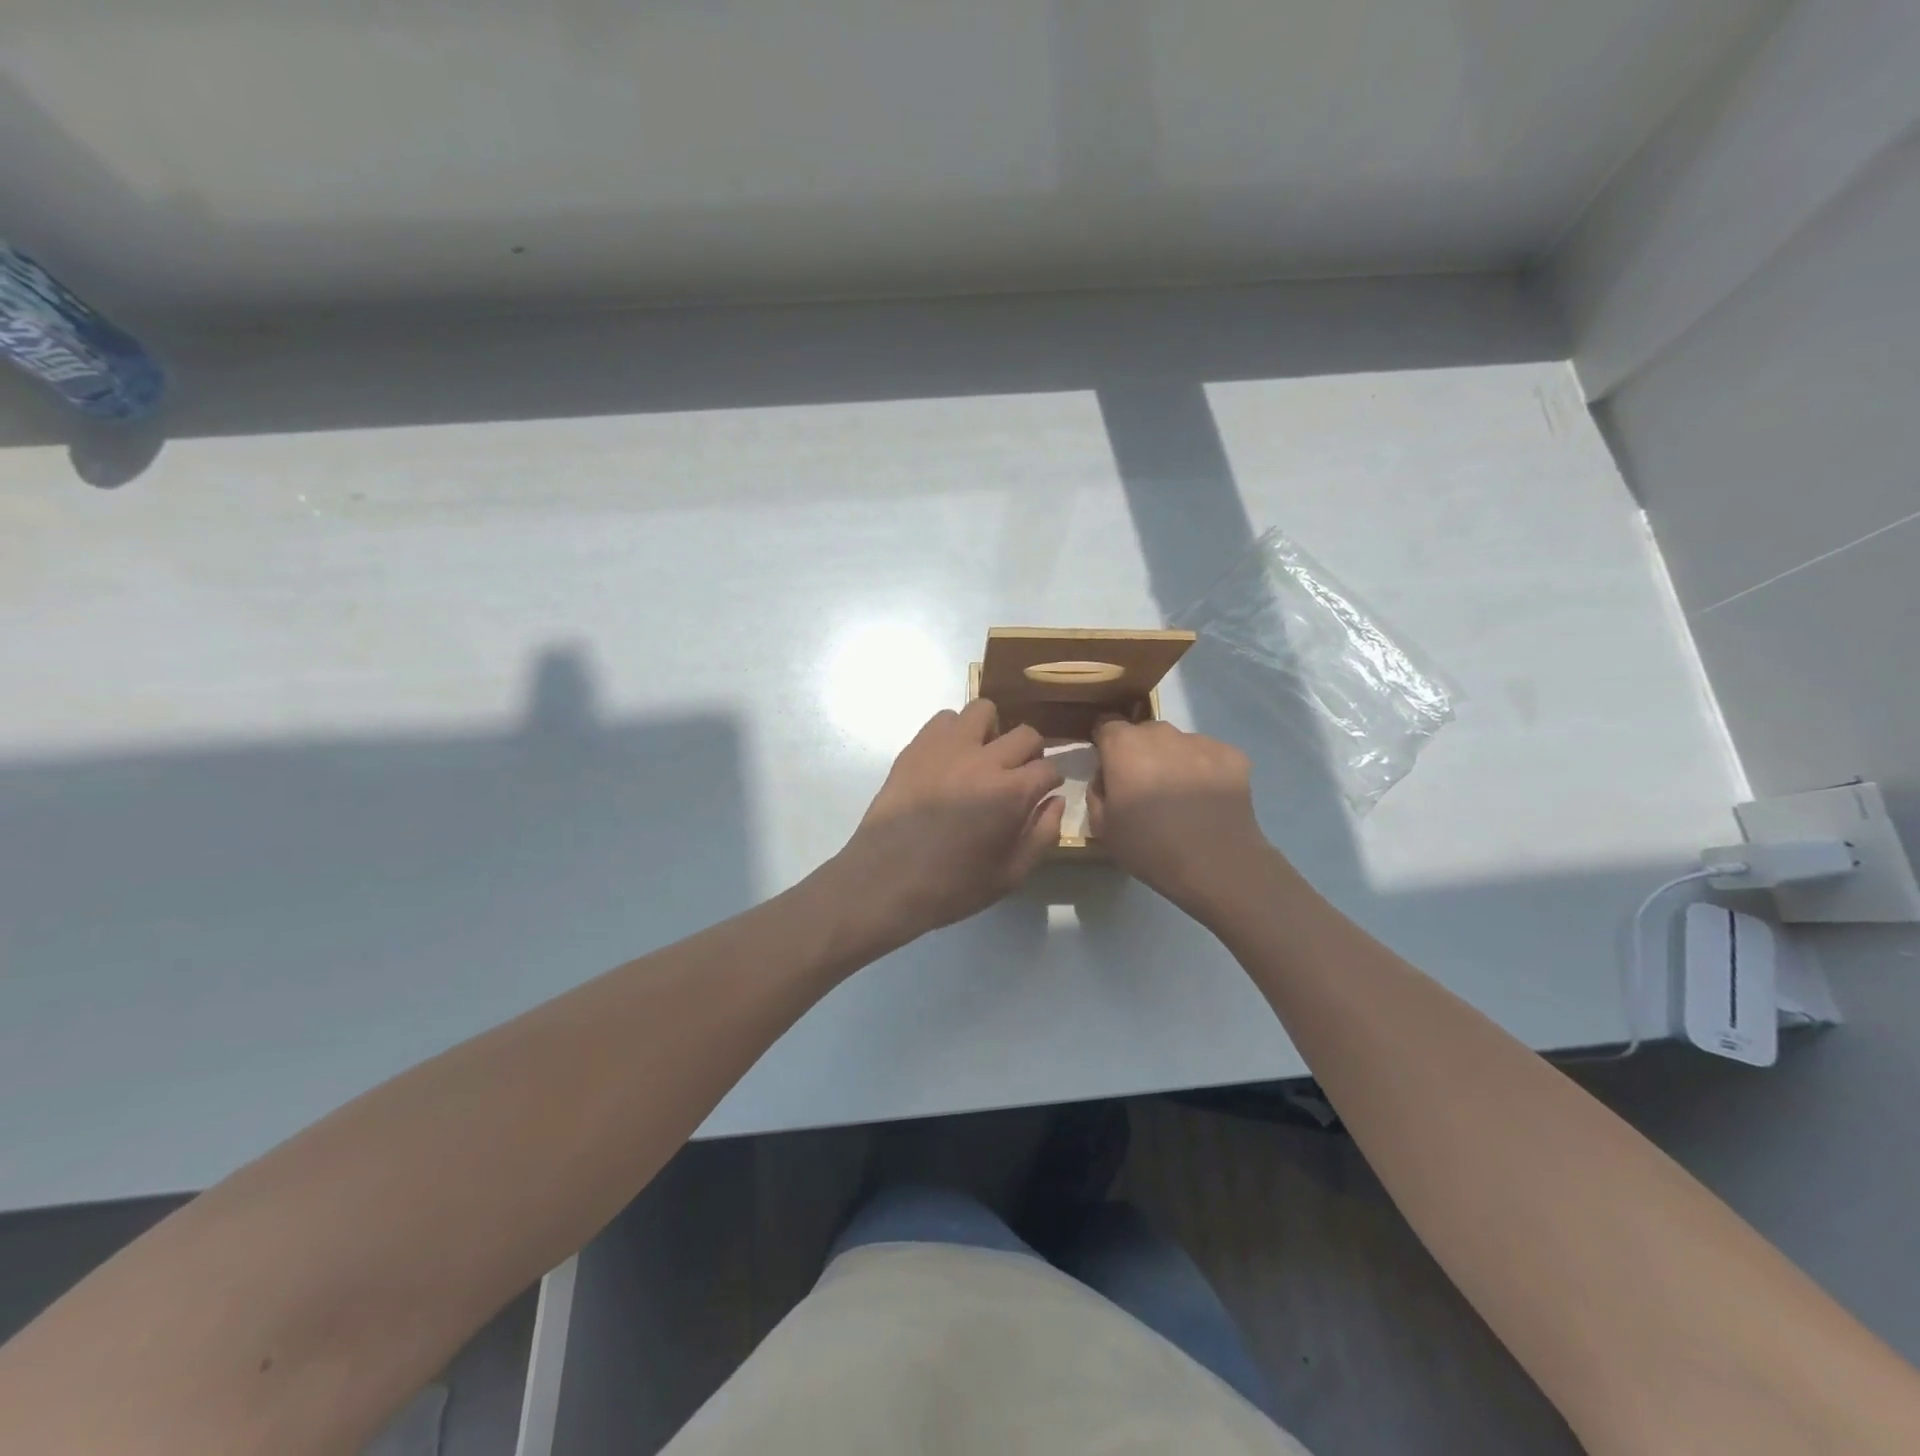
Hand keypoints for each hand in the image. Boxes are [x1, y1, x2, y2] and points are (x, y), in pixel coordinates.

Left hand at [833, 699, 1064, 944]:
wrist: (886, 880)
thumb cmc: (952, 886)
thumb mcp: (1010, 875)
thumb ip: (1042, 835)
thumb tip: (1056, 800)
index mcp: (1012, 793)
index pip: (1049, 768)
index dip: (1050, 782)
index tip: (1041, 793)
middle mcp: (984, 760)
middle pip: (1026, 734)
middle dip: (1030, 754)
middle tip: (1016, 775)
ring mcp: (947, 748)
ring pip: (983, 711)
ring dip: (991, 732)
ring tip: (982, 758)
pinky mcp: (917, 746)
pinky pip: (944, 718)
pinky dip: (955, 732)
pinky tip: (950, 759)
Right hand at [1087, 717, 1267, 914]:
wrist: (1215, 864)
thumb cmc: (1149, 846)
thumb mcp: (1102, 827)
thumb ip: (1097, 792)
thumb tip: (1106, 777)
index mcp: (1124, 745)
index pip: (1106, 726)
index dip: (1106, 746)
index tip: (1110, 770)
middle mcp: (1161, 733)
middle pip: (1144, 733)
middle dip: (1141, 753)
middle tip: (1146, 788)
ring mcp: (1200, 741)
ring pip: (1179, 744)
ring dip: (1174, 761)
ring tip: (1182, 797)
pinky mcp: (1232, 755)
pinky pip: (1210, 756)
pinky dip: (1206, 770)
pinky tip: (1208, 800)